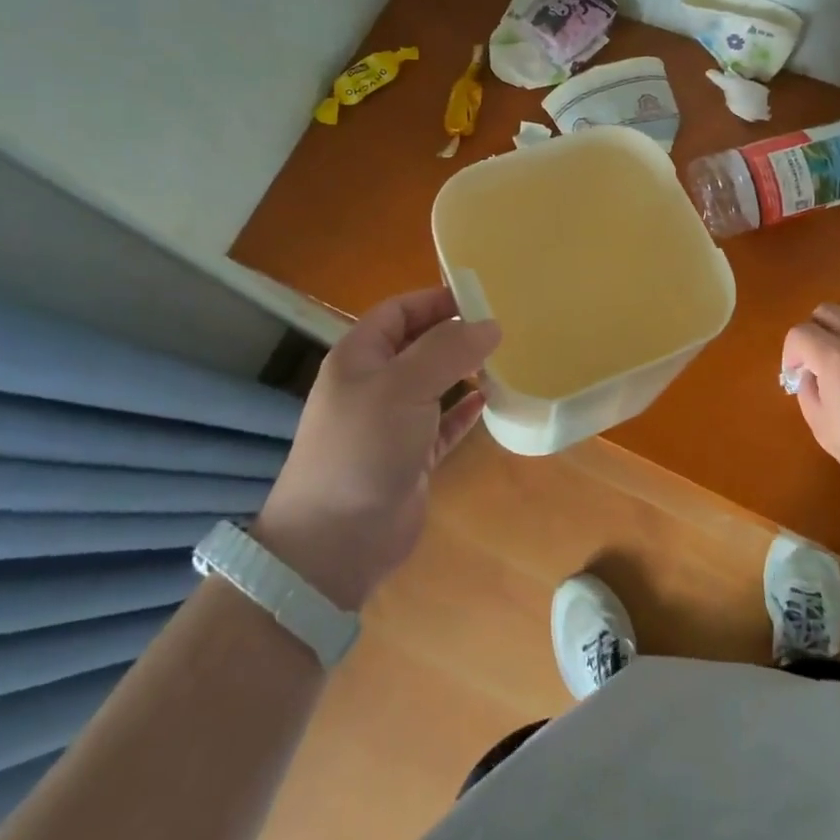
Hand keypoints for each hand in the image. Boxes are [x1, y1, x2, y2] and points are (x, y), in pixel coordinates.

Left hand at [255, 287, 500, 608]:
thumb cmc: (363, 447)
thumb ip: (448, 350)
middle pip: (418, 345)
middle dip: (455, 334)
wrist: (335, 542)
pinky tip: (489, 401)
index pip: (399, 311)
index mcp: (359, 357)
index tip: (480, 297)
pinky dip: (464, 411)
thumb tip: (491, 324)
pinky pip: (442, 424)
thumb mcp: (404, 386)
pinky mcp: (410, 458)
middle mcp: (374, 385)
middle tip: (502, 327)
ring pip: (433, 384)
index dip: (435, 300)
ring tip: (504, 359)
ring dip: (464, 371)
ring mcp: (391, 423)